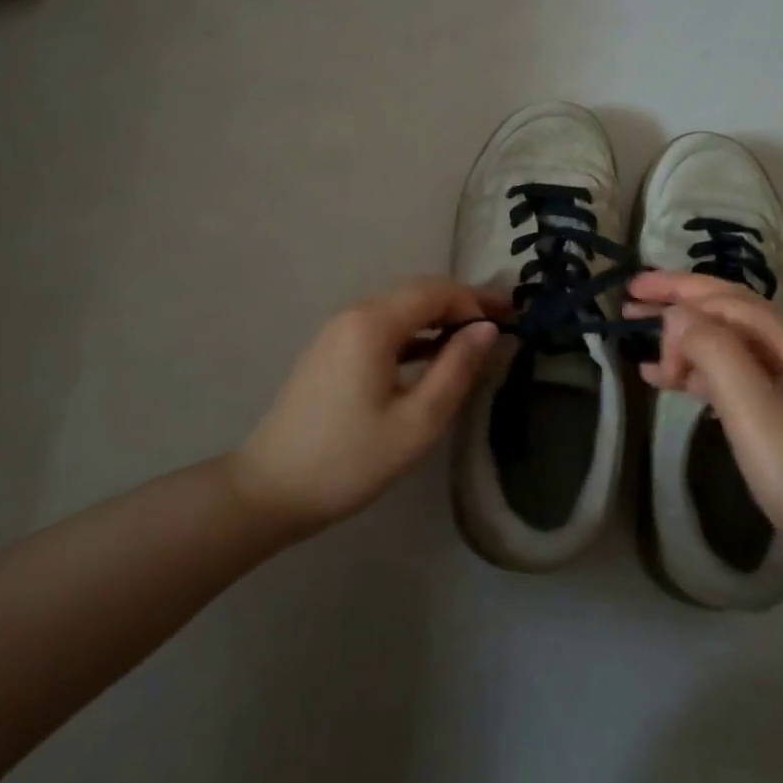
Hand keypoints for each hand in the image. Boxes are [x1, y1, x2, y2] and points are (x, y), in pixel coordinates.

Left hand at [227, 278, 505, 539]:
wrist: (271, 490)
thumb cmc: (350, 460)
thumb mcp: (417, 422)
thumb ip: (456, 369)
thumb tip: (487, 329)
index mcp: (373, 324)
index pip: (436, 292)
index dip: (476, 301)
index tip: (511, 320)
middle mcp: (353, 314)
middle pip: (417, 293)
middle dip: (461, 304)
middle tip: (502, 322)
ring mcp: (337, 331)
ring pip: (399, 310)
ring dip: (438, 319)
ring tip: (476, 338)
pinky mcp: (330, 351)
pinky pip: (381, 329)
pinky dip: (413, 335)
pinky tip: (433, 355)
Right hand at [628, 272, 782, 597]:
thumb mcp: (758, 413)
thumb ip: (716, 354)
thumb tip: (679, 315)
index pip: (730, 301)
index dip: (679, 292)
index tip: (631, 299)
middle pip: (730, 314)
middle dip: (681, 301)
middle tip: (630, 298)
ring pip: (729, 347)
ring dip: (685, 339)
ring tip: (640, 345)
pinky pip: (733, 380)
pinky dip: (698, 375)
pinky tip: (669, 382)